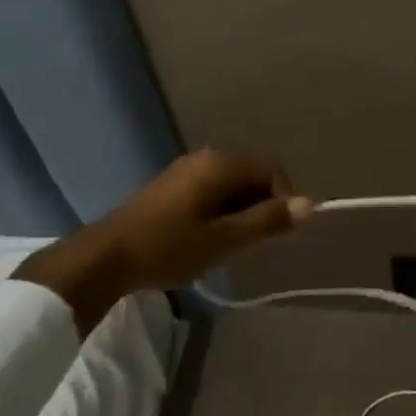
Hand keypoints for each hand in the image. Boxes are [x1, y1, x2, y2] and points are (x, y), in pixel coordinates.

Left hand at [14, 149, 310, 325]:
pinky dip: (221, 210)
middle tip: (252, 243)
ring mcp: (186, 170)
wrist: (106, 257)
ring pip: (232, 184)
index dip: (284, 198)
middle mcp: (206, 157)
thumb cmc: (169, 247)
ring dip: (241, 210)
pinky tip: (207, 238)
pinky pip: (212, 190)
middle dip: (262, 205)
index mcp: (221, 164)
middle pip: (252, 175)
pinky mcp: (173, 185)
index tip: (276, 233)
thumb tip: (310, 204)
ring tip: (230, 244)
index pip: (272, 170)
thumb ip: (267, 220)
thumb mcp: (224, 239)